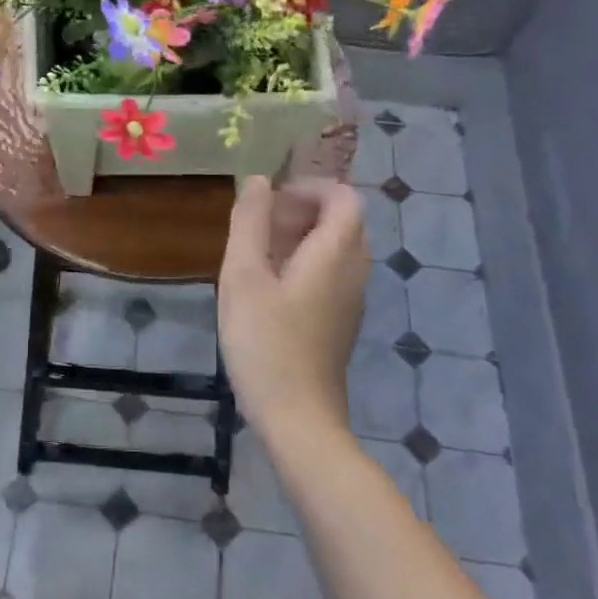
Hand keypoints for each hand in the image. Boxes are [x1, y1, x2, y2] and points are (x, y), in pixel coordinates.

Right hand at [217, 176, 367, 436]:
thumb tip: (258, 180)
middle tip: (263, 222)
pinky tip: (271, 287)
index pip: (344, 197)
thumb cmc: (266, 342)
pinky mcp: (342, 323)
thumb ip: (249, 223)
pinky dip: (307, 263)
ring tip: (261, 252)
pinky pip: (333, 274)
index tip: (273, 197)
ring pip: (339, 249)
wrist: (298, 418)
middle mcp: (354, 272)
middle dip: (304, 209)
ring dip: (304, 237)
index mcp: (336, 253)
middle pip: (344, 221)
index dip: (311, 187)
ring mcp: (352, 300)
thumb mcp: (244, 276)